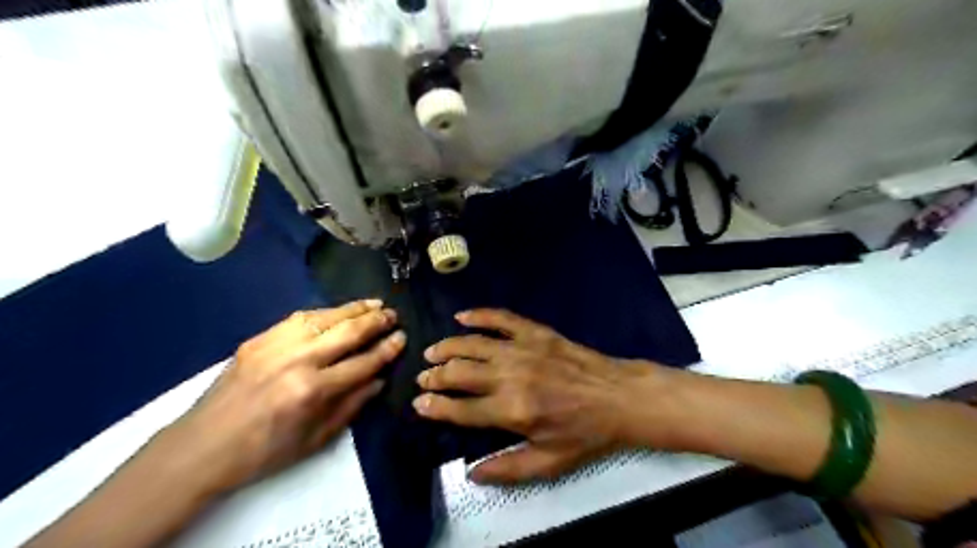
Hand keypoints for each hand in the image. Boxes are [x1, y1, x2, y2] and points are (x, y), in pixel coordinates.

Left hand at [163, 300, 404, 492]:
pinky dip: (324, 312)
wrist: (202, 446)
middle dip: (376, 321)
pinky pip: (299, 317)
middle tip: (393, 314)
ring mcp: (275, 345)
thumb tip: (379, 378)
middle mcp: (297, 361)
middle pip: (347, 332)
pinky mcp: (258, 339)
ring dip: (354, 308)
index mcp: (313, 391)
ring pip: (325, 317)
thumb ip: (352, 405)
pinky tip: (338, 311)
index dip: (386, 349)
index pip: (363, 362)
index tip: (402, 338)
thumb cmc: (265, 451)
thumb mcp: (317, 439)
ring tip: (374, 303)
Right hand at [408, 309, 672, 484]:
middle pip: (460, 372)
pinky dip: (479, 314)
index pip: (461, 409)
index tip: (419, 403)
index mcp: (512, 411)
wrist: (619, 397)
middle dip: (435, 375)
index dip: (435, 406)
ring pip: (473, 343)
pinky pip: (501, 318)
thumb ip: (507, 468)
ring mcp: (523, 349)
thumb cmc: (585, 433)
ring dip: (448, 346)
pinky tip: (462, 316)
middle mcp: (511, 376)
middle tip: (423, 377)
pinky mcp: (536, 332)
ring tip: (432, 351)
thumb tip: (471, 473)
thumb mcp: (549, 462)